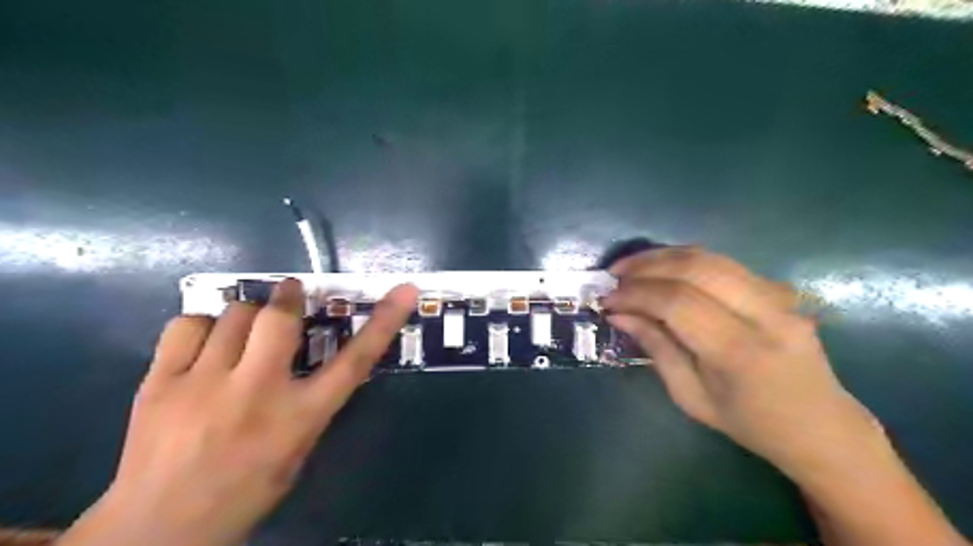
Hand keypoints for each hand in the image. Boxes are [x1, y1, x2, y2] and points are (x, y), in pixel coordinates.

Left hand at [58, 279, 420, 545]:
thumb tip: (313, 358)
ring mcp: (203, 385)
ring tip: (243, 331)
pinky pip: (185, 326)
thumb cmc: (245, 491)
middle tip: (291, 293)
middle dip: (288, 297)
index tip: (405, 291)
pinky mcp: (159, 384)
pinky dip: (203, 324)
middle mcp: (256, 394)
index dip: (384, 322)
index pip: (355, 361)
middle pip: (280, 320)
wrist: (159, 530)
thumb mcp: (298, 449)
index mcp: (300, 417)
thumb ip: (309, 402)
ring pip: (234, 315)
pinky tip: (205, 341)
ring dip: (247, 315)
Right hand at [602, 247, 883, 480]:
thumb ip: (656, 348)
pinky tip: (664, 269)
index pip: (677, 302)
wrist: (823, 428)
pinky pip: (724, 263)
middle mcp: (764, 314)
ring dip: (664, 256)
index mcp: (740, 352)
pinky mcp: (780, 290)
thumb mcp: (691, 397)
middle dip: (647, 265)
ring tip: (632, 266)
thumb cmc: (750, 423)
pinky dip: (685, 261)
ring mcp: (778, 297)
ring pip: (710, 257)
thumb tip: (619, 315)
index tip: (607, 300)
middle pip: (695, 268)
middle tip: (615, 275)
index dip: (636, 294)